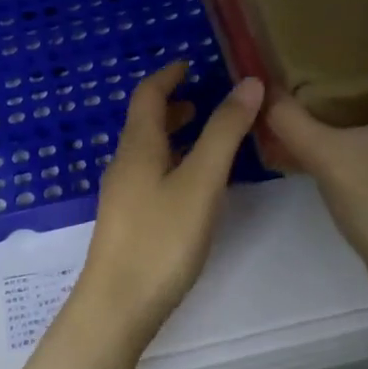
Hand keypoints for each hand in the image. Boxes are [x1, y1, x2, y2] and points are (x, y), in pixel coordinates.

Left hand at [68, 60, 264, 352]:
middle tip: (204, 99)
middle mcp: (124, 163)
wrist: (118, 305)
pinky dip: (171, 161)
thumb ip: (224, 132)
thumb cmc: (161, 238)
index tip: (191, 63)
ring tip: (205, 137)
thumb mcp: (201, 181)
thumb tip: (249, 83)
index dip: (168, 75)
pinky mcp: (127, 220)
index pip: (147, 94)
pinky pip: (149, 174)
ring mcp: (122, 194)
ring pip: (147, 150)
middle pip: (145, 121)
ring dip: (173, 134)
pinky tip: (192, 185)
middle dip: (172, 104)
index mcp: (138, 145)